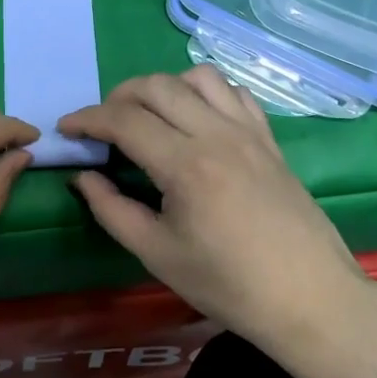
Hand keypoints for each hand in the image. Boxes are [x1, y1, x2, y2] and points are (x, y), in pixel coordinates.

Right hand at [59, 67, 360, 344]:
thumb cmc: (228, 286)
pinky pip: (233, 92)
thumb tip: (84, 177)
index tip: (66, 127)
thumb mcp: (157, 255)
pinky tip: (196, 118)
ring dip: (162, 87)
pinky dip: (205, 92)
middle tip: (102, 125)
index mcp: (185, 165)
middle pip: (156, 86)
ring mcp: (248, 132)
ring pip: (197, 77)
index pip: (124, 120)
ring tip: (148, 116)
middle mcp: (217, 134)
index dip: (87, 118)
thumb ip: (111, 210)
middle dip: (118, 96)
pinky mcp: (269, 139)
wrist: (310, 300)